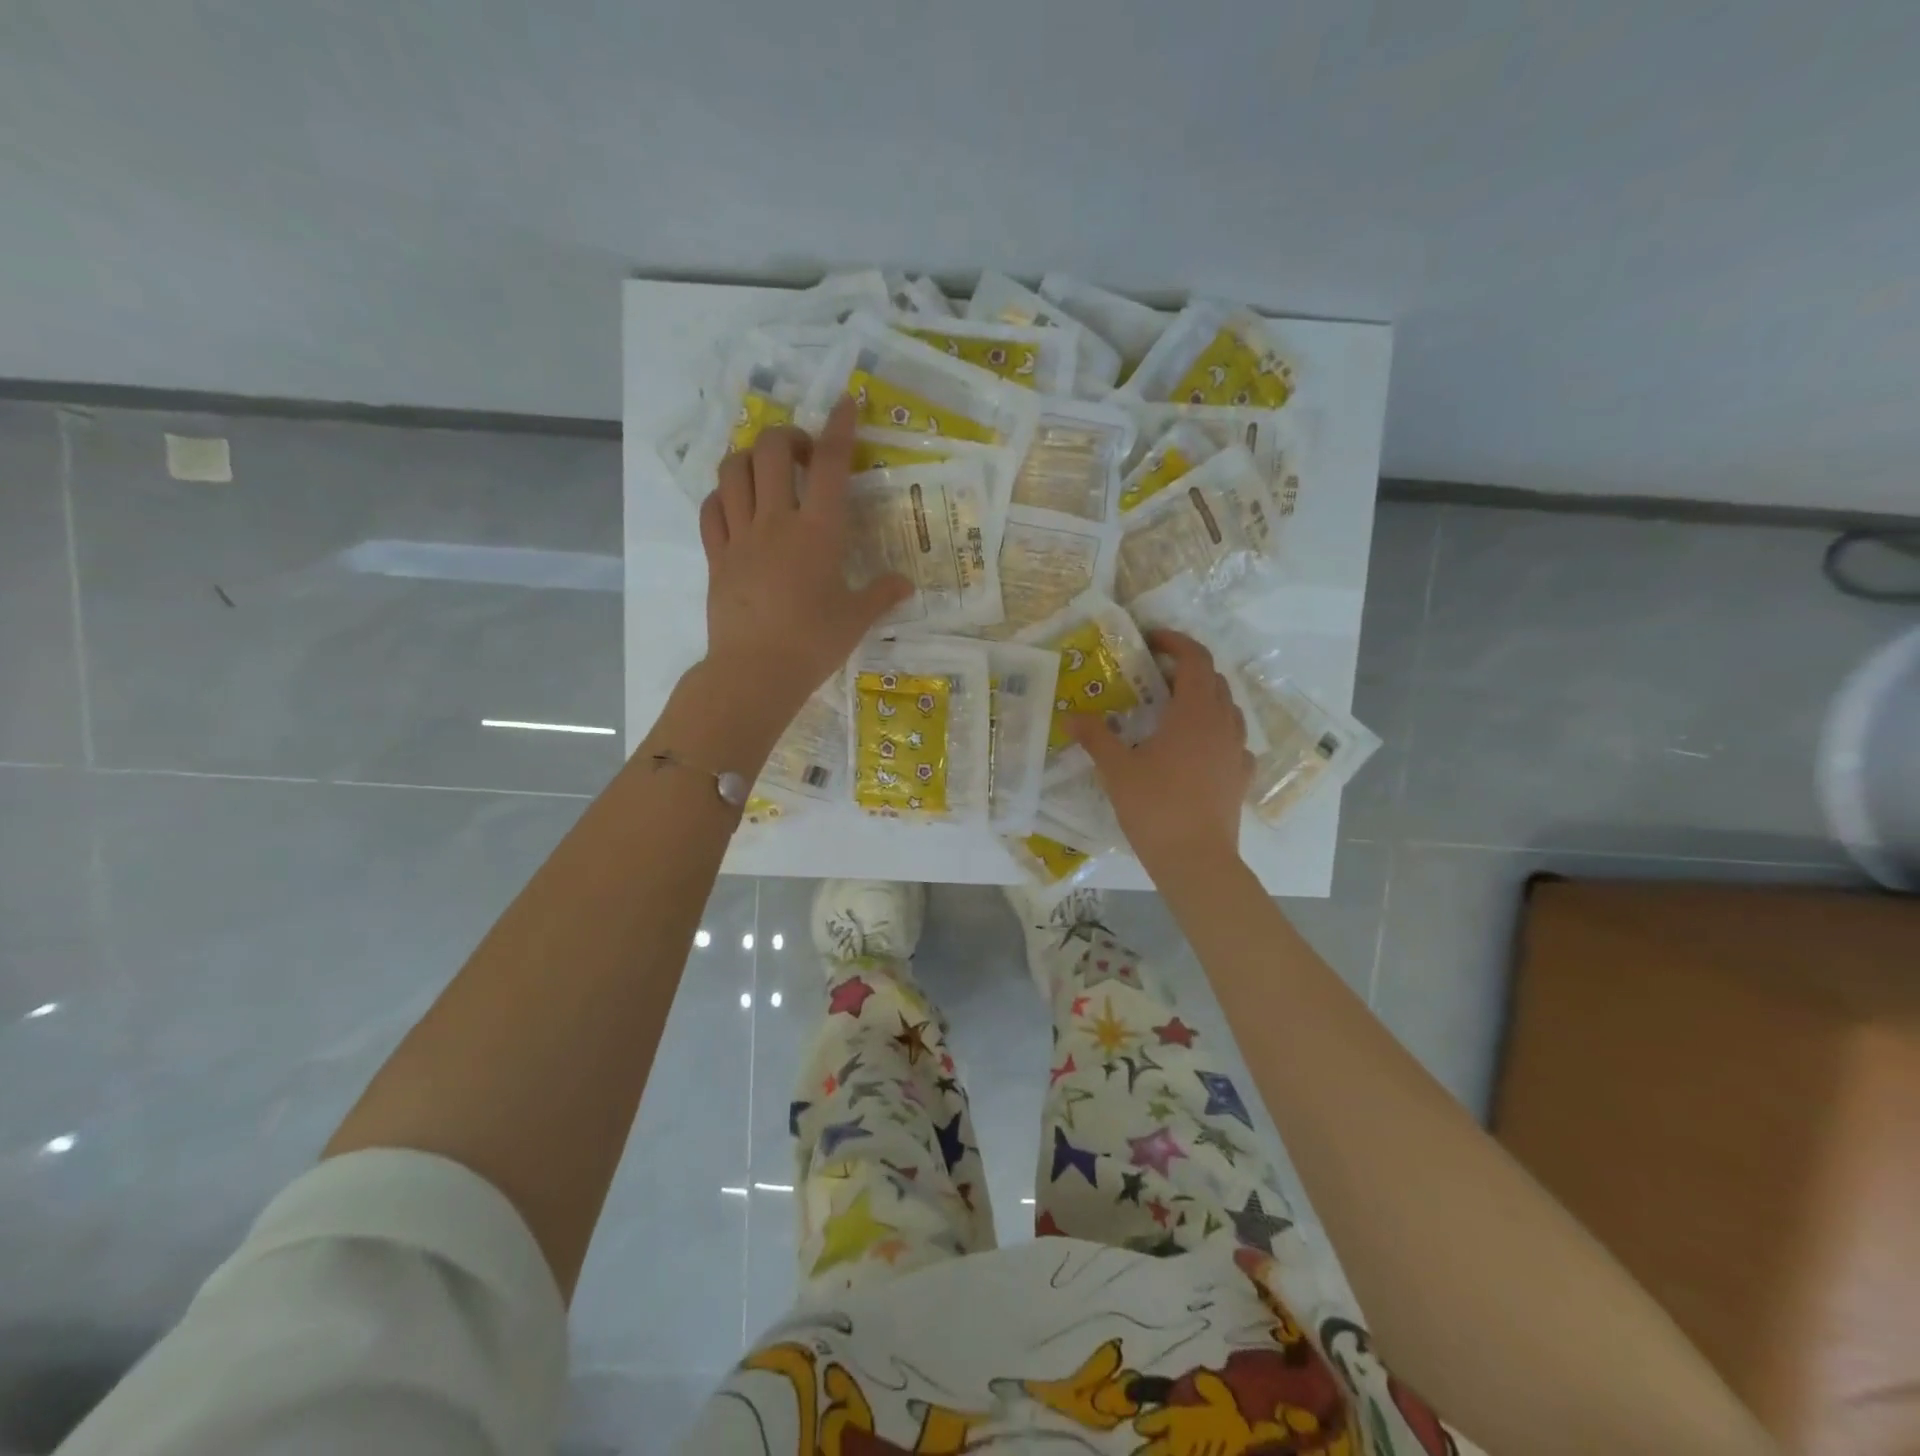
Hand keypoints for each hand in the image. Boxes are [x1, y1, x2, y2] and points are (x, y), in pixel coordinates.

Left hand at [696, 398, 910, 720]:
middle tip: (803, 455)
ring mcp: (740, 536)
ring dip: (749, 457)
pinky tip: (736, 504)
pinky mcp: (716, 556)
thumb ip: (882, 595)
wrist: (755, 673)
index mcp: (818, 532)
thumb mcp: (856, 619)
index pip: (829, 465)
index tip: (845, 403)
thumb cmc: (813, 643)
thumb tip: (904, 584)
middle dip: (787, 437)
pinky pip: (710, 509)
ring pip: (732, 471)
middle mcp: (776, 521)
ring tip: (766, 472)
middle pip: (770, 450)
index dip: (838, 428)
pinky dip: (723, 495)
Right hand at [1068, 631, 1251, 865]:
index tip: (1152, 640)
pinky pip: (1233, 742)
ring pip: (1227, 709)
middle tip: (1154, 678)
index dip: (1175, 642)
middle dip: (1186, 670)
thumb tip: (1071, 716)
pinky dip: (1215, 733)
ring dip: (1203, 699)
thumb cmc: (1155, 807)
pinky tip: (1198, 751)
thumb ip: (1096, 737)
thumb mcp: (1117, 770)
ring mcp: (1237, 751)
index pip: (1195, 659)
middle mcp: (1223, 724)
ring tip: (1174, 712)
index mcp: (1194, 713)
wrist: (1195, 860)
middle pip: (1213, 680)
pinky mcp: (1241, 777)